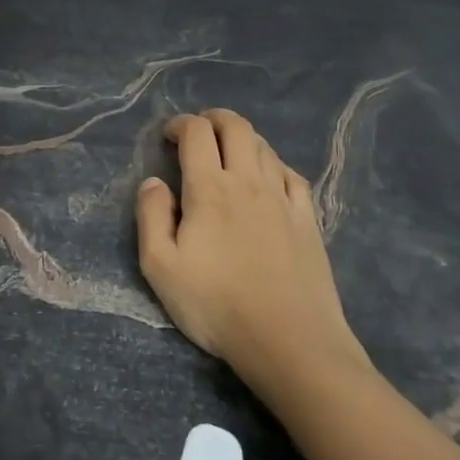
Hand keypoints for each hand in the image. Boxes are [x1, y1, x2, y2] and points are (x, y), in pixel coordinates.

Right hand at [136, 110, 369, 385]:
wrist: (289, 341)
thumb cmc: (216, 305)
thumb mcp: (160, 268)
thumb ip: (151, 217)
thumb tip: (153, 182)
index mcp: (210, 189)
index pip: (197, 133)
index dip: (180, 124)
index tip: (169, 135)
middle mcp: (249, 182)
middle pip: (236, 127)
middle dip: (214, 119)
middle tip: (199, 131)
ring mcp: (283, 199)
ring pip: (265, 147)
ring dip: (243, 138)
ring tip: (229, 153)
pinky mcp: (308, 219)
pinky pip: (292, 174)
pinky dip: (274, 164)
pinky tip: (268, 178)